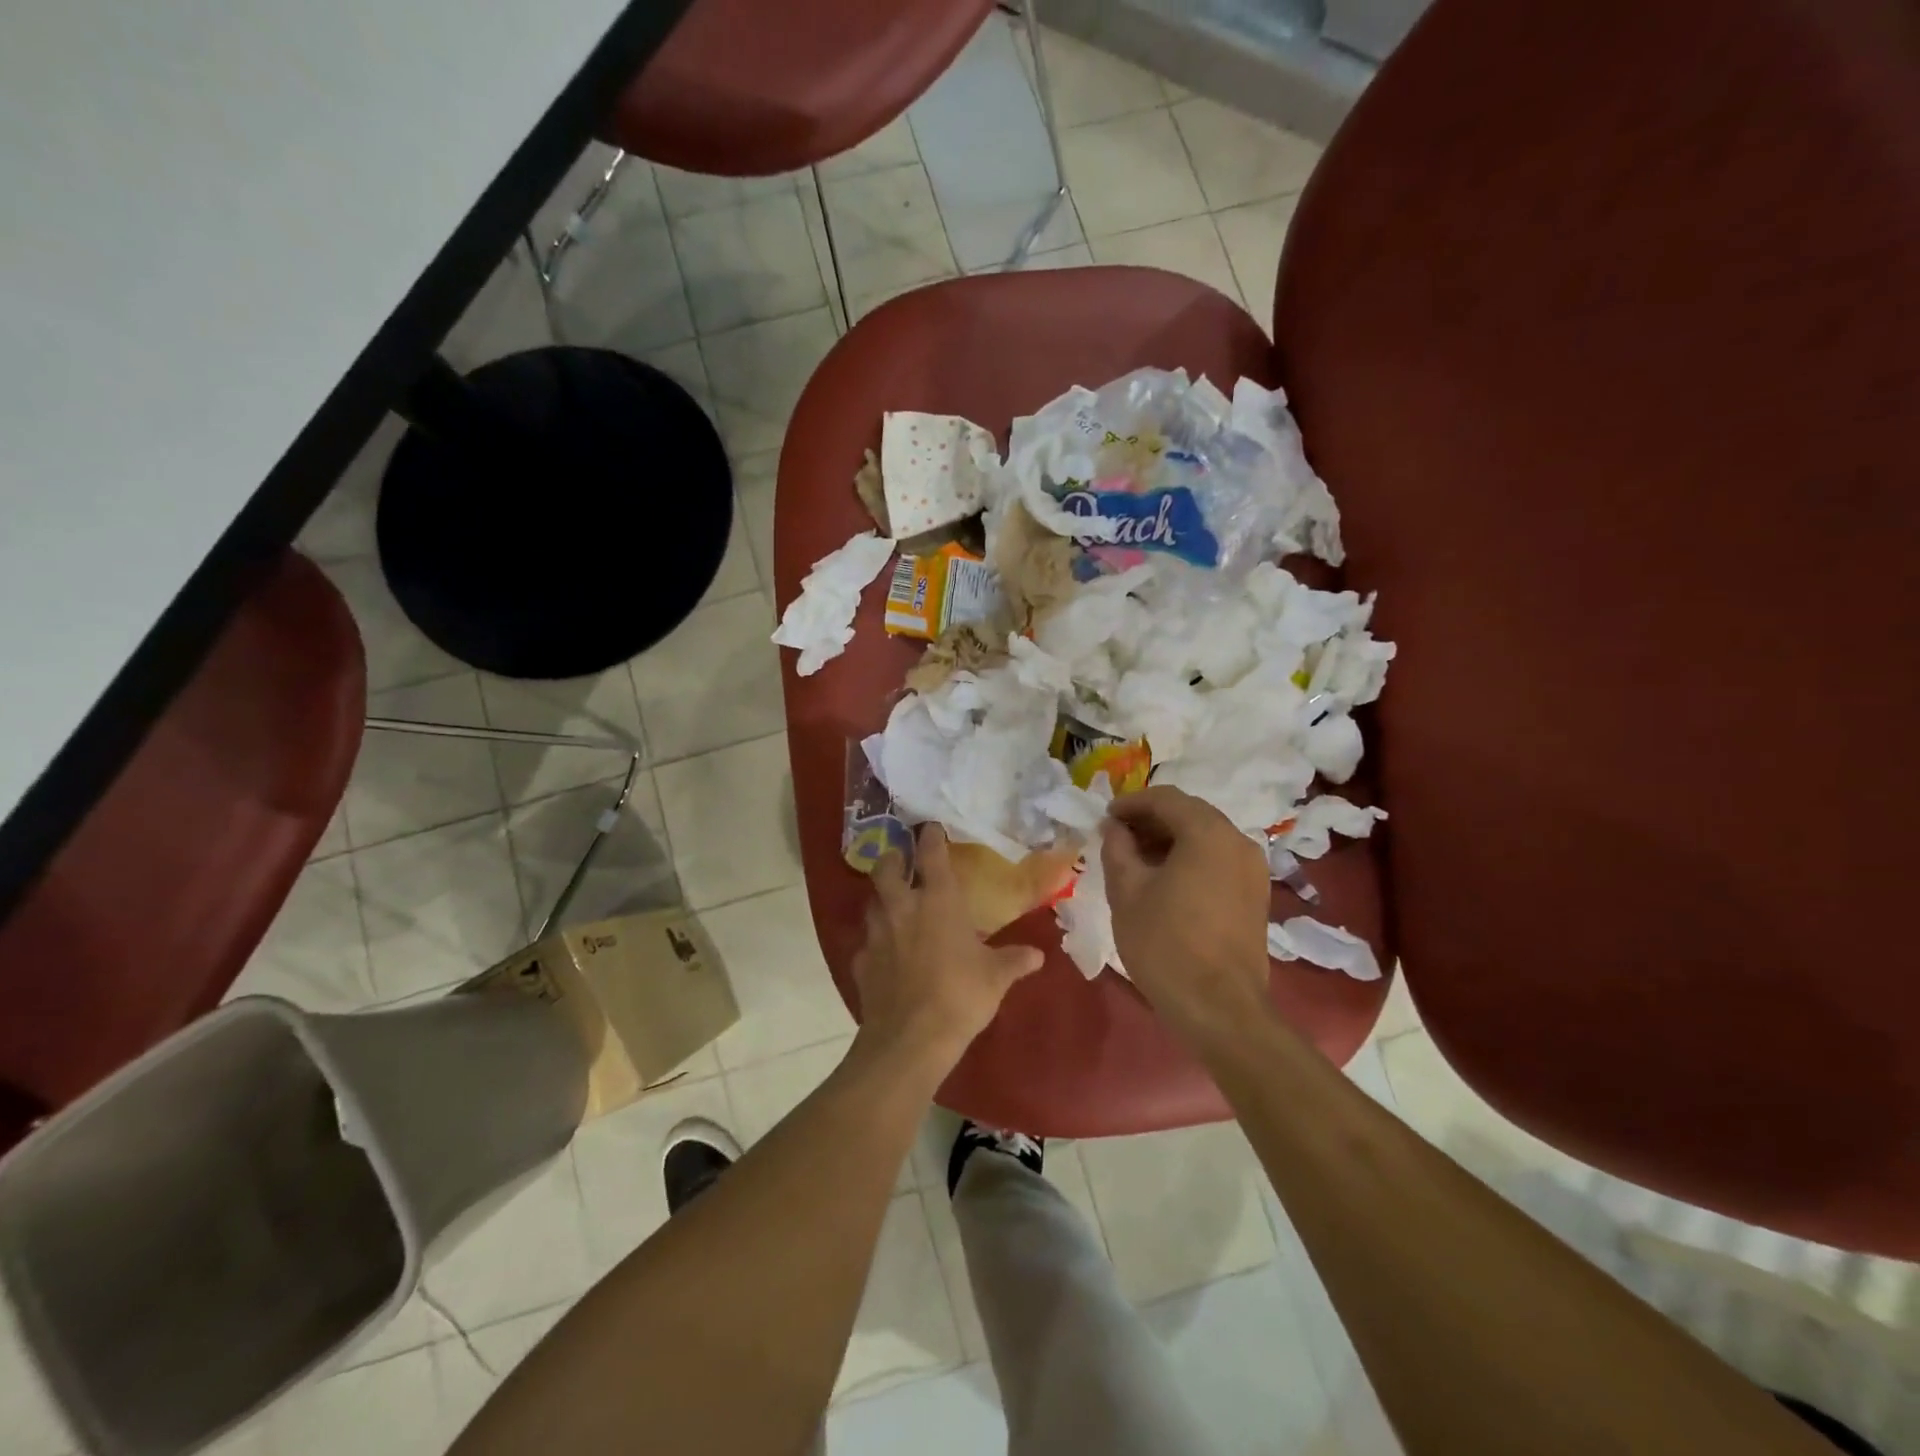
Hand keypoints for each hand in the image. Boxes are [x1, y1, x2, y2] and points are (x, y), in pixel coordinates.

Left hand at [852, 825, 1044, 1074]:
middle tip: (902, 861)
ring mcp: (877, 934)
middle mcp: (902, 908)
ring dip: (882, 898)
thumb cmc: (960, 996)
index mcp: (938, 901)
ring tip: (894, 905)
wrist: (911, 1038)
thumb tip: (1038, 955)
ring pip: (872, 902)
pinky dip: (875, 942)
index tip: (930, 827)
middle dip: (892, 859)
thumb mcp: (996, 977)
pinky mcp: (861, 962)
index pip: (931, 855)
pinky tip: (886, 954)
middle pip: (886, 868)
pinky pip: (866, 942)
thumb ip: (1014, 960)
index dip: (930, 837)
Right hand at [1101, 786, 1272, 1037]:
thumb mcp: (1126, 891)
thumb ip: (1117, 848)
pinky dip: (1190, 858)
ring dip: (1169, 839)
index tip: (1104, 818)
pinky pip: (1218, 860)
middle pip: (1190, 814)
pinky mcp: (1256, 895)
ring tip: (1135, 860)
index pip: (1166, 798)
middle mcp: (1238, 841)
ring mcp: (1253, 869)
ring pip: (1205, 837)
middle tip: (1117, 837)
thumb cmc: (1165, 943)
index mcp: (1208, 833)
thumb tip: (1114, 828)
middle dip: (1150, 820)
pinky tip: (1164, 881)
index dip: (1131, 803)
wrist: (1219, 1008)